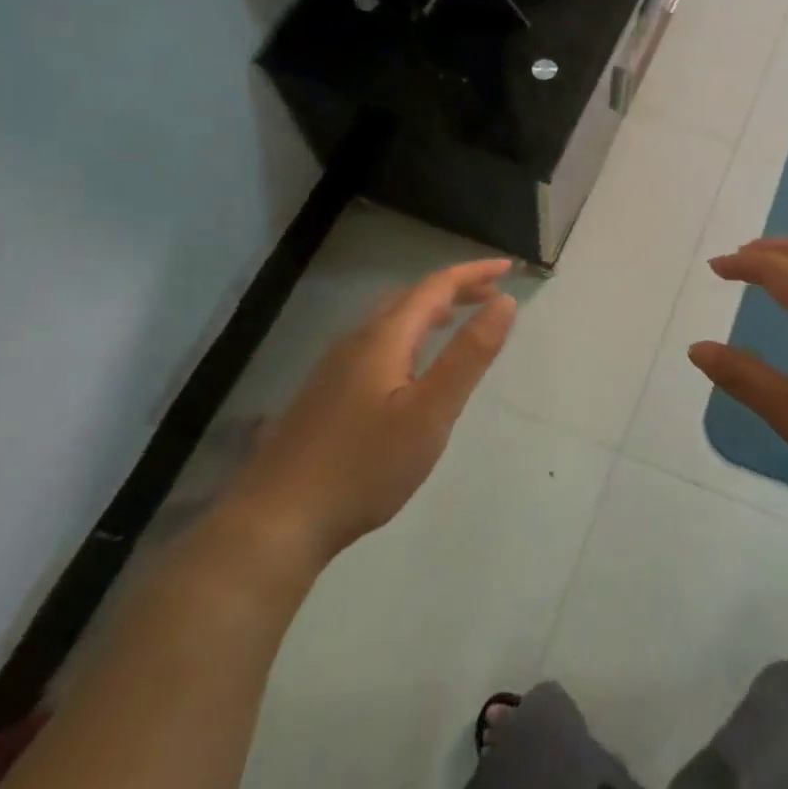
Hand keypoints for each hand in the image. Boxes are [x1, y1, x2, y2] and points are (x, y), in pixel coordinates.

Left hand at [216, 260, 516, 582]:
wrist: (277, 520)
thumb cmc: (365, 466)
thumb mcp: (431, 412)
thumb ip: (469, 355)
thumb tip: (504, 301)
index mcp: (383, 339)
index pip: (435, 287)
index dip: (473, 273)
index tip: (510, 268)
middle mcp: (355, 342)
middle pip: (410, 298)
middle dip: (454, 289)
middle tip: (491, 294)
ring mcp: (333, 368)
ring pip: (388, 322)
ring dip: (428, 311)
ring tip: (457, 319)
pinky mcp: (324, 394)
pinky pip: (375, 344)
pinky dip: (408, 335)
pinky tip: (409, 366)